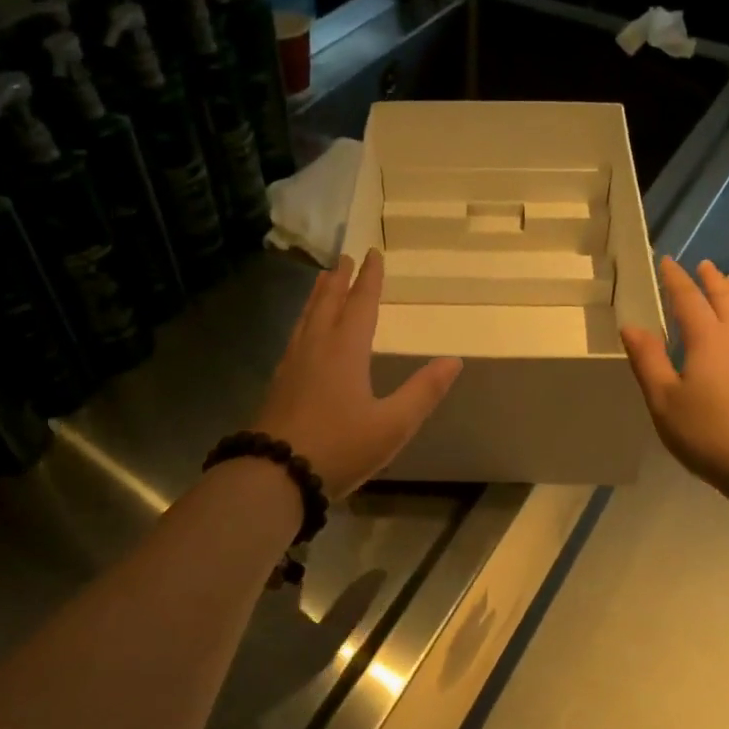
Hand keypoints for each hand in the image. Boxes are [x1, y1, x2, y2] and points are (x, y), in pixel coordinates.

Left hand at [254, 250, 462, 499]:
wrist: (274, 475)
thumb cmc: (339, 447)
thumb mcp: (393, 425)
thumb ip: (423, 391)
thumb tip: (454, 360)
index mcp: (345, 351)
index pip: (360, 304)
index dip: (369, 279)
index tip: (372, 253)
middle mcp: (316, 348)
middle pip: (327, 303)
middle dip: (339, 279)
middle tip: (344, 257)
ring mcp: (292, 365)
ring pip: (306, 318)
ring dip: (317, 296)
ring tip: (322, 281)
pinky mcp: (279, 384)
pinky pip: (295, 337)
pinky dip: (304, 320)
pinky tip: (302, 333)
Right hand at [620, 257, 728, 496]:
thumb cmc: (708, 433)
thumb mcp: (664, 400)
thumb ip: (648, 360)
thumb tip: (632, 326)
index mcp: (708, 340)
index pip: (689, 300)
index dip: (676, 280)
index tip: (668, 261)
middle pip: (726, 300)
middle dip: (712, 281)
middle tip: (705, 264)